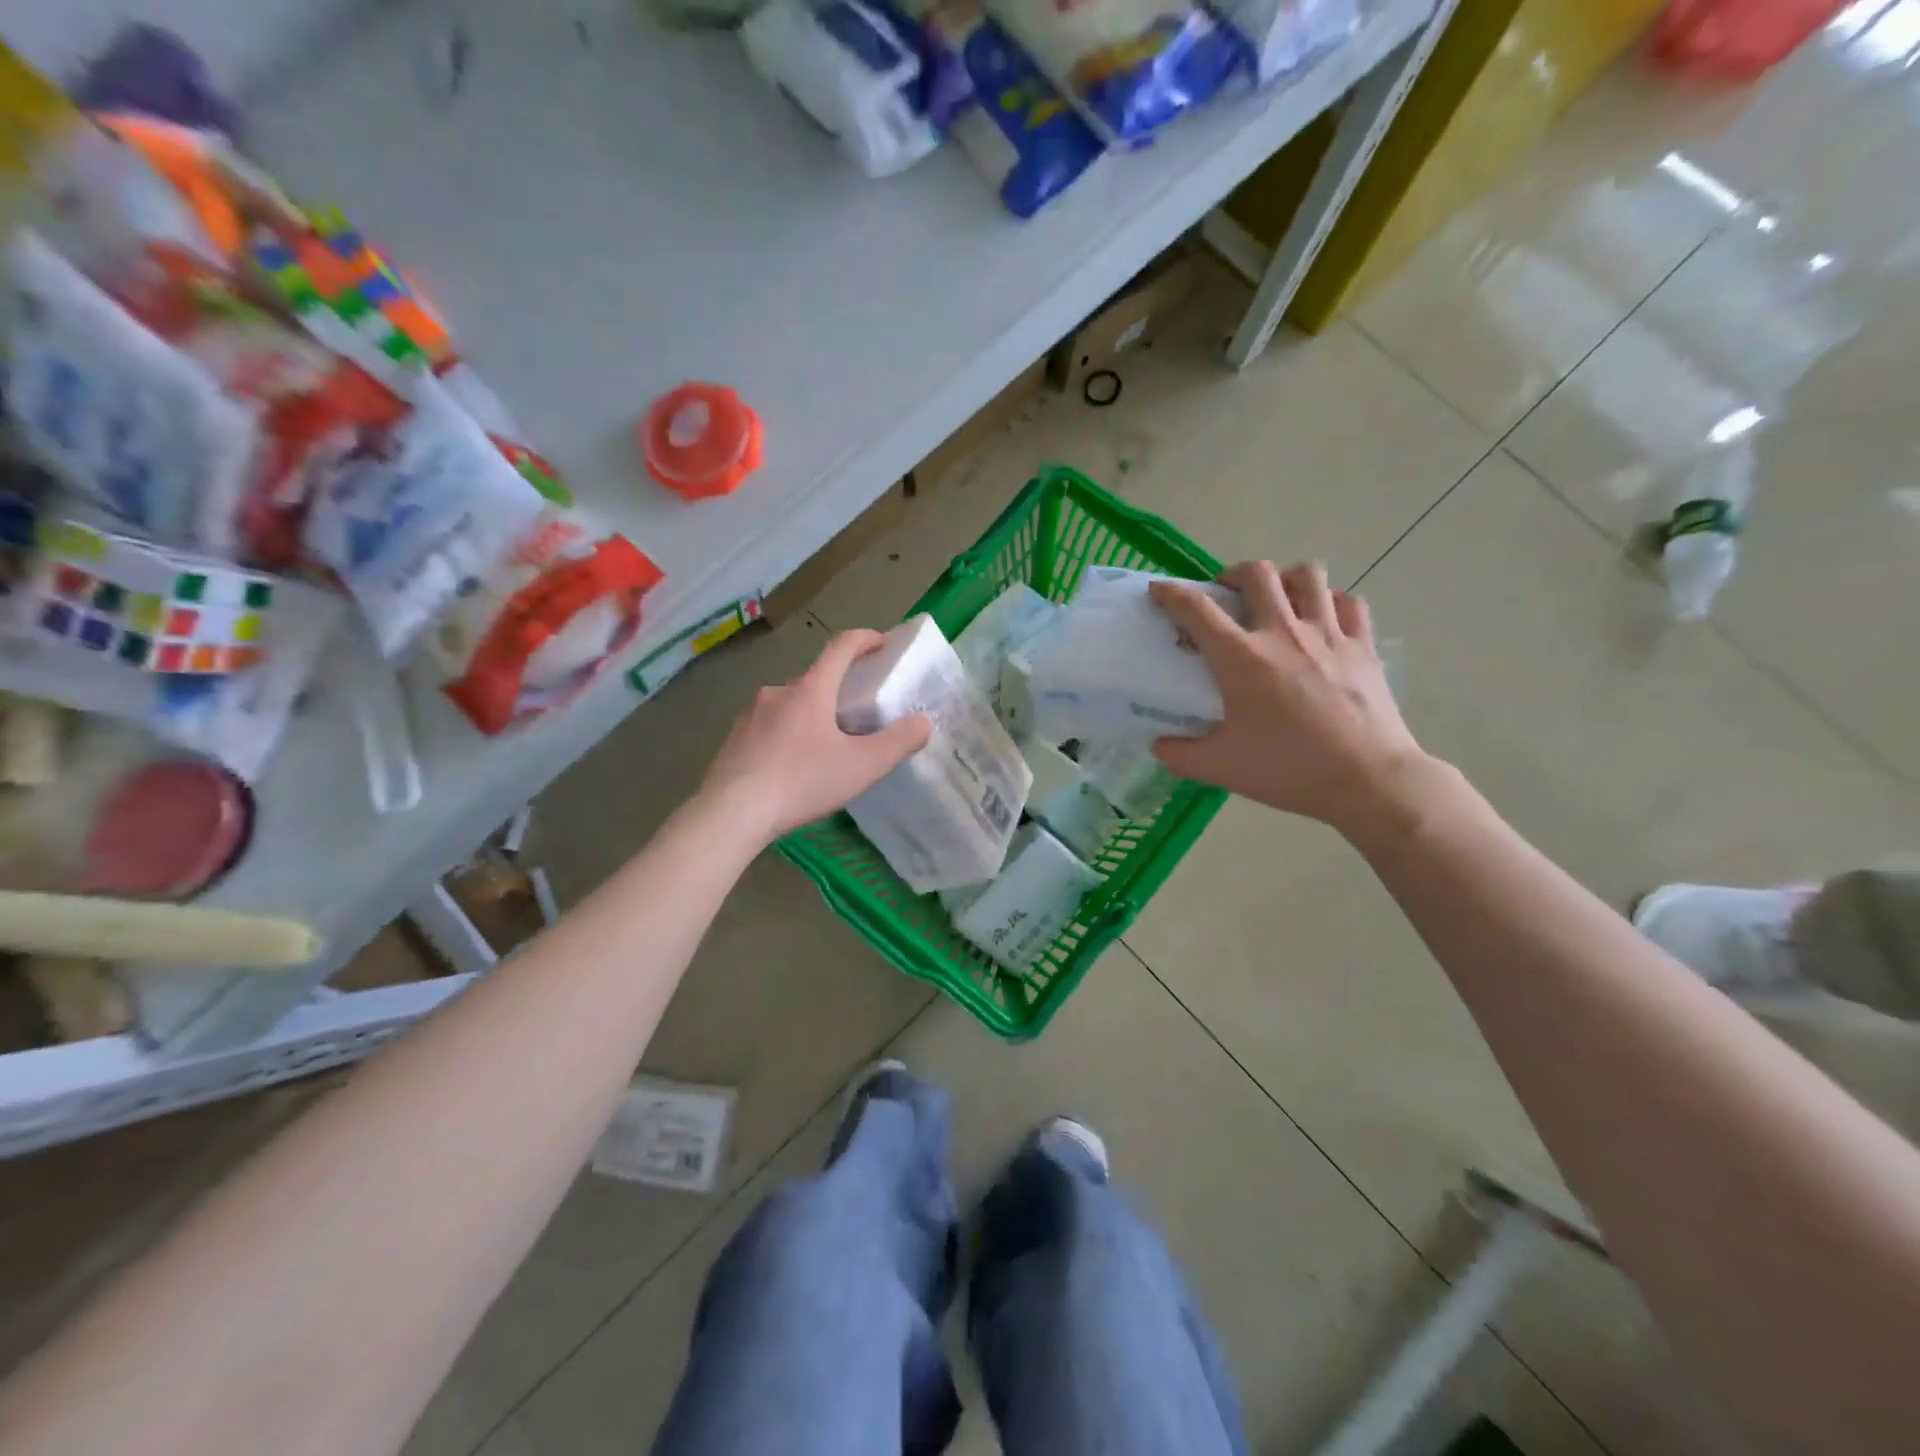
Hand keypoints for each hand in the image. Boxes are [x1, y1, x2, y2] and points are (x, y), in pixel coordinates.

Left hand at [700, 629, 931, 842]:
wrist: (731, 812)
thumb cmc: (802, 782)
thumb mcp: (862, 766)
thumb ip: (898, 742)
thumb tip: (923, 723)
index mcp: (811, 689)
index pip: (841, 647)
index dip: (865, 639)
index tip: (881, 642)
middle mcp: (778, 692)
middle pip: (815, 678)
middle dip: (838, 688)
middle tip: (857, 714)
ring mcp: (750, 714)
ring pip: (790, 704)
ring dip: (810, 714)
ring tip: (824, 747)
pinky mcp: (733, 738)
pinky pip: (768, 726)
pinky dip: (786, 735)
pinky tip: (790, 767)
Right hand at [1148, 561, 1431, 835]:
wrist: (1367, 780)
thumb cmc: (1287, 770)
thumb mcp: (1220, 768)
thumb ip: (1180, 754)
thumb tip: (1159, 745)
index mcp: (1241, 658)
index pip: (1196, 609)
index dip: (1171, 593)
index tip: (1160, 590)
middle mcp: (1282, 633)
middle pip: (1257, 574)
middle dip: (1233, 574)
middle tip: (1227, 595)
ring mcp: (1328, 634)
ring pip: (1307, 575)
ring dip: (1285, 578)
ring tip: (1277, 597)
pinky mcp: (1363, 645)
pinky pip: (1349, 602)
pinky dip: (1331, 600)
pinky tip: (1323, 617)